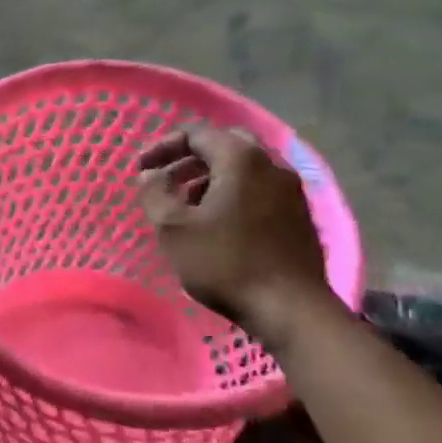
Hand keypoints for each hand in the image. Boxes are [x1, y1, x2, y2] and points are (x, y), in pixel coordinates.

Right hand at [137, 127, 340, 335]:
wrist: (292, 309)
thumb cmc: (226, 264)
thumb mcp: (174, 229)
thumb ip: (154, 193)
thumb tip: (149, 174)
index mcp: (241, 157)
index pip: (196, 133)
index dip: (163, 147)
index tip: (141, 170)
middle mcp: (271, 163)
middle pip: (224, 144)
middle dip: (190, 158)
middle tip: (166, 180)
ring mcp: (291, 189)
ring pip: (244, 168)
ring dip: (211, 178)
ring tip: (186, 206)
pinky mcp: (300, 214)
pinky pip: (260, 189)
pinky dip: (234, 194)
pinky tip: (219, 224)